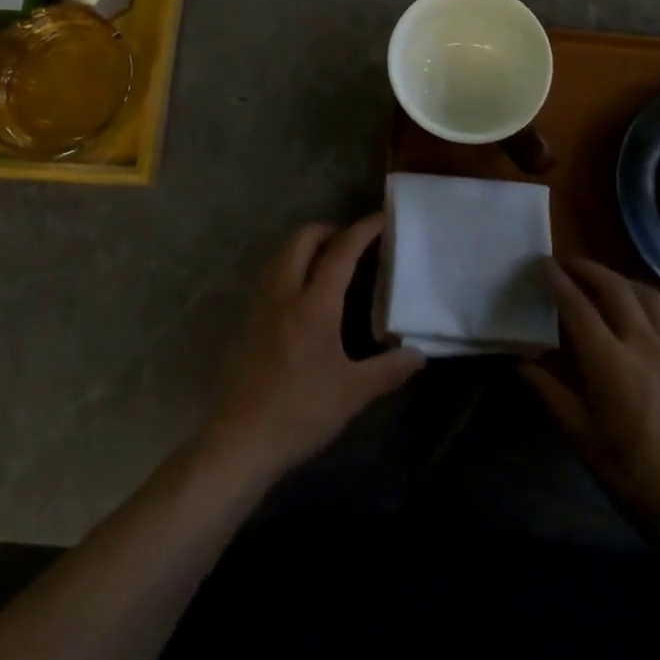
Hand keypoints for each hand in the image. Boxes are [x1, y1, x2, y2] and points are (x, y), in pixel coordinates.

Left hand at [199, 215, 424, 483]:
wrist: (240, 441)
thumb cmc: (300, 413)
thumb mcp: (352, 394)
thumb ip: (388, 370)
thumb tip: (419, 354)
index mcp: (314, 305)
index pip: (341, 252)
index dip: (363, 230)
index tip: (382, 218)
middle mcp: (284, 294)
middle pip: (302, 239)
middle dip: (329, 230)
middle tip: (352, 243)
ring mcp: (261, 305)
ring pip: (281, 254)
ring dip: (305, 246)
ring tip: (328, 263)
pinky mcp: (247, 321)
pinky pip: (271, 276)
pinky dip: (289, 267)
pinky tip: (303, 296)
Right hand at [522, 258, 659, 564]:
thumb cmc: (635, 476)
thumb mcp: (583, 440)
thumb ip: (551, 394)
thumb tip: (521, 365)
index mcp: (610, 361)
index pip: (577, 307)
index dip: (558, 282)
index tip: (543, 264)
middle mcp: (643, 344)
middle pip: (614, 288)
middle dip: (588, 269)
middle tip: (569, 265)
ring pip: (647, 295)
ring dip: (620, 281)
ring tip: (605, 284)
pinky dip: (648, 307)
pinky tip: (642, 320)